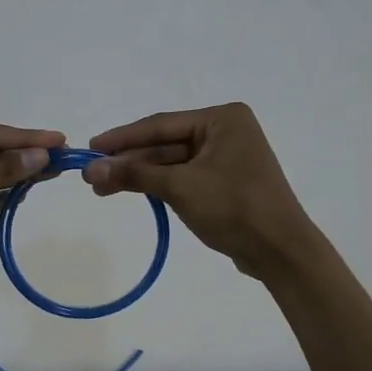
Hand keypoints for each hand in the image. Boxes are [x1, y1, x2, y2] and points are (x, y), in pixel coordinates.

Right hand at [83, 103, 319, 277]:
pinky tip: (130, 191)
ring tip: (102, 189)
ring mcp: (225, 158)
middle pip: (164, 143)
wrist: (280, 251)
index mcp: (222, 119)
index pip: (160, 124)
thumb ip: (135, 174)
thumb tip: (92, 168)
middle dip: (128, 161)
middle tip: (91, 175)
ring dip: (138, 175)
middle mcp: (224, 131)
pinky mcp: (223, 182)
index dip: (122, 138)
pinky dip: (157, 185)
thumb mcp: (180, 187)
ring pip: (170, 162)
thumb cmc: (234, 207)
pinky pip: (182, 177)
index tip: (91, 147)